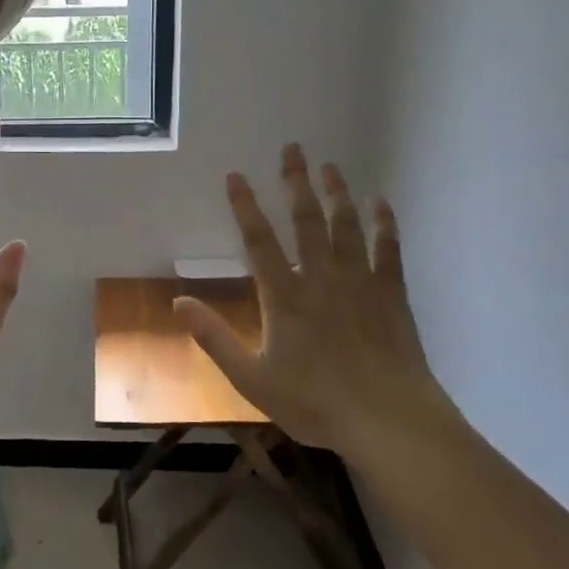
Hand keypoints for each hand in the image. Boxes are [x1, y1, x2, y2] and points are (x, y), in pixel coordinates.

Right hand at [175, 144, 460, 459]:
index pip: (259, 240)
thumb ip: (214, 338)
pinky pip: (388, 249)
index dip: (245, 206)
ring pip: (347, 226)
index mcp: (284, 296)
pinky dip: (384, 224)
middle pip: (306, 220)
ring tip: (330, 166)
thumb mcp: (251, 379)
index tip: (236, 175)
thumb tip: (177, 303)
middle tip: (293, 148)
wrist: (388, 420)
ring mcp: (361, 282)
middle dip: (296, 182)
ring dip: (336, 193)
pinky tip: (381, 204)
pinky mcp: (392, 294)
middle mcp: (321, 278)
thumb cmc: (315, 402)